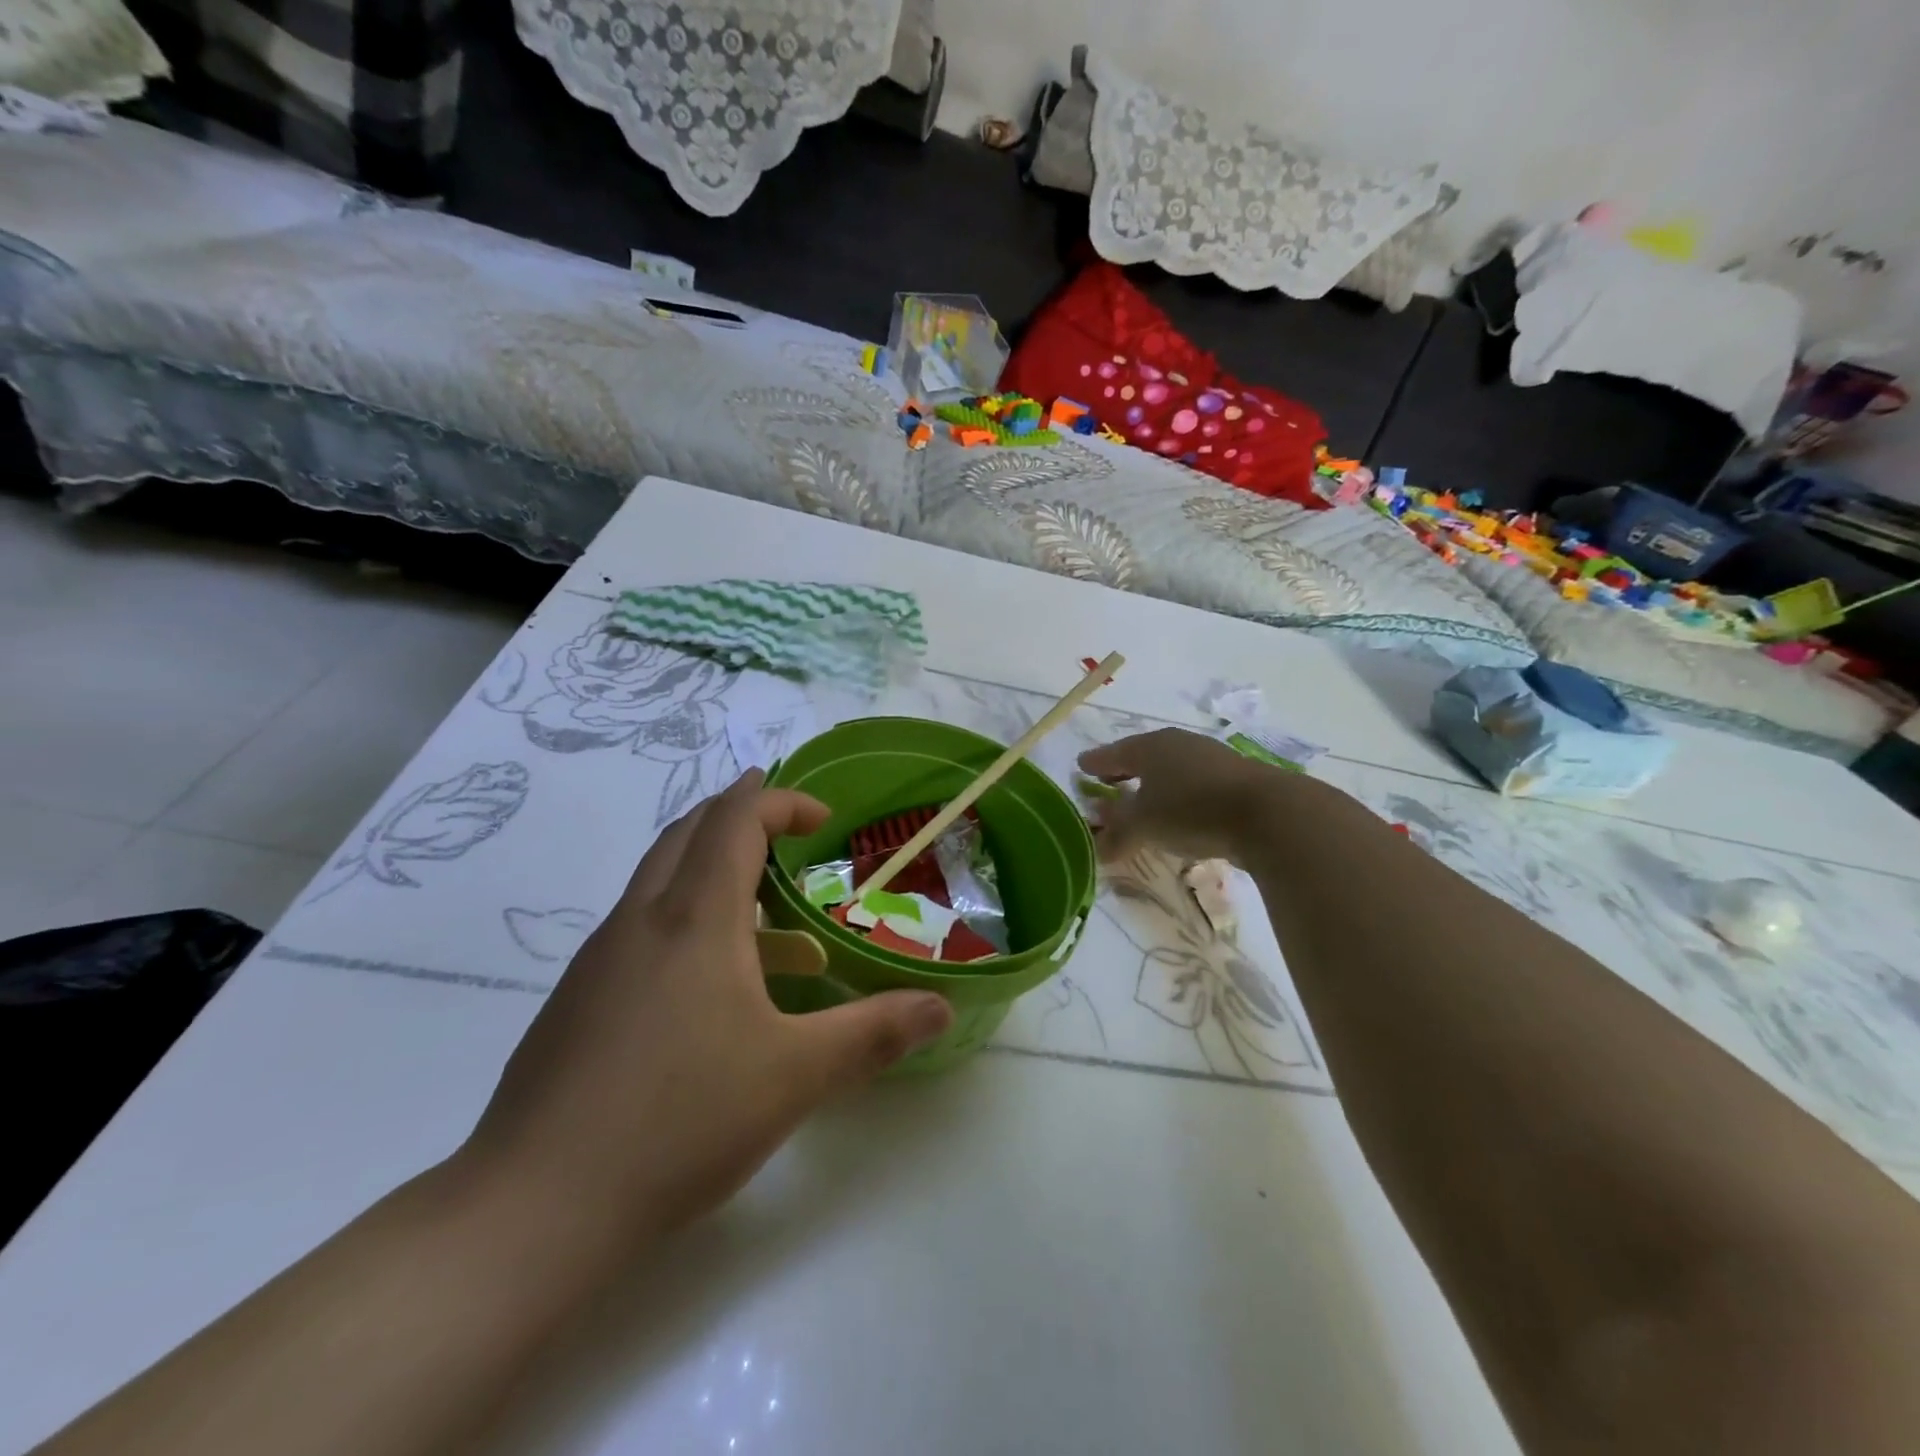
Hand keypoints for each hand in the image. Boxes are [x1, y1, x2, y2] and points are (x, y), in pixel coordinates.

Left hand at [460, 769, 953, 1256]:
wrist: (534, 1208)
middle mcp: (640, 920)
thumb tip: (940, 1008)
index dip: (781, 802)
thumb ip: (874, 1034)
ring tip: (760, 910)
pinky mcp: (575, 999)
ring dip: (709, 868)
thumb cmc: (678, 1122)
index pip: (735, 820)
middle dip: (739, 816)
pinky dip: (682, 917)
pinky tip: (706, 984)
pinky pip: (638, 926)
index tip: (822, 820)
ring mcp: (598, 959)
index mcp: (694, 919)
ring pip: (657, 879)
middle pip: (688, 832)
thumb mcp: (795, 1077)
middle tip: (786, 833)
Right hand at [1079, 728, 1299, 864]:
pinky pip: (1194, 783)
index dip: (1095, 763)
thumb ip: (1117, 832)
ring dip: (1154, 784)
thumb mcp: (1144, 825)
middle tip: (1108, 781)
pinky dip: (1179, 794)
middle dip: (1124, 771)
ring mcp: (1210, 758)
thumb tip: (1096, 843)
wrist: (1269, 813)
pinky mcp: (1235, 777)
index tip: (1081, 766)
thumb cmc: (1192, 811)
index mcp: (1149, 747)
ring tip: (1144, 799)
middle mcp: (1178, 744)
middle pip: (1142, 757)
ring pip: (1171, 769)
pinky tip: (1181, 810)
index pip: (1112, 753)